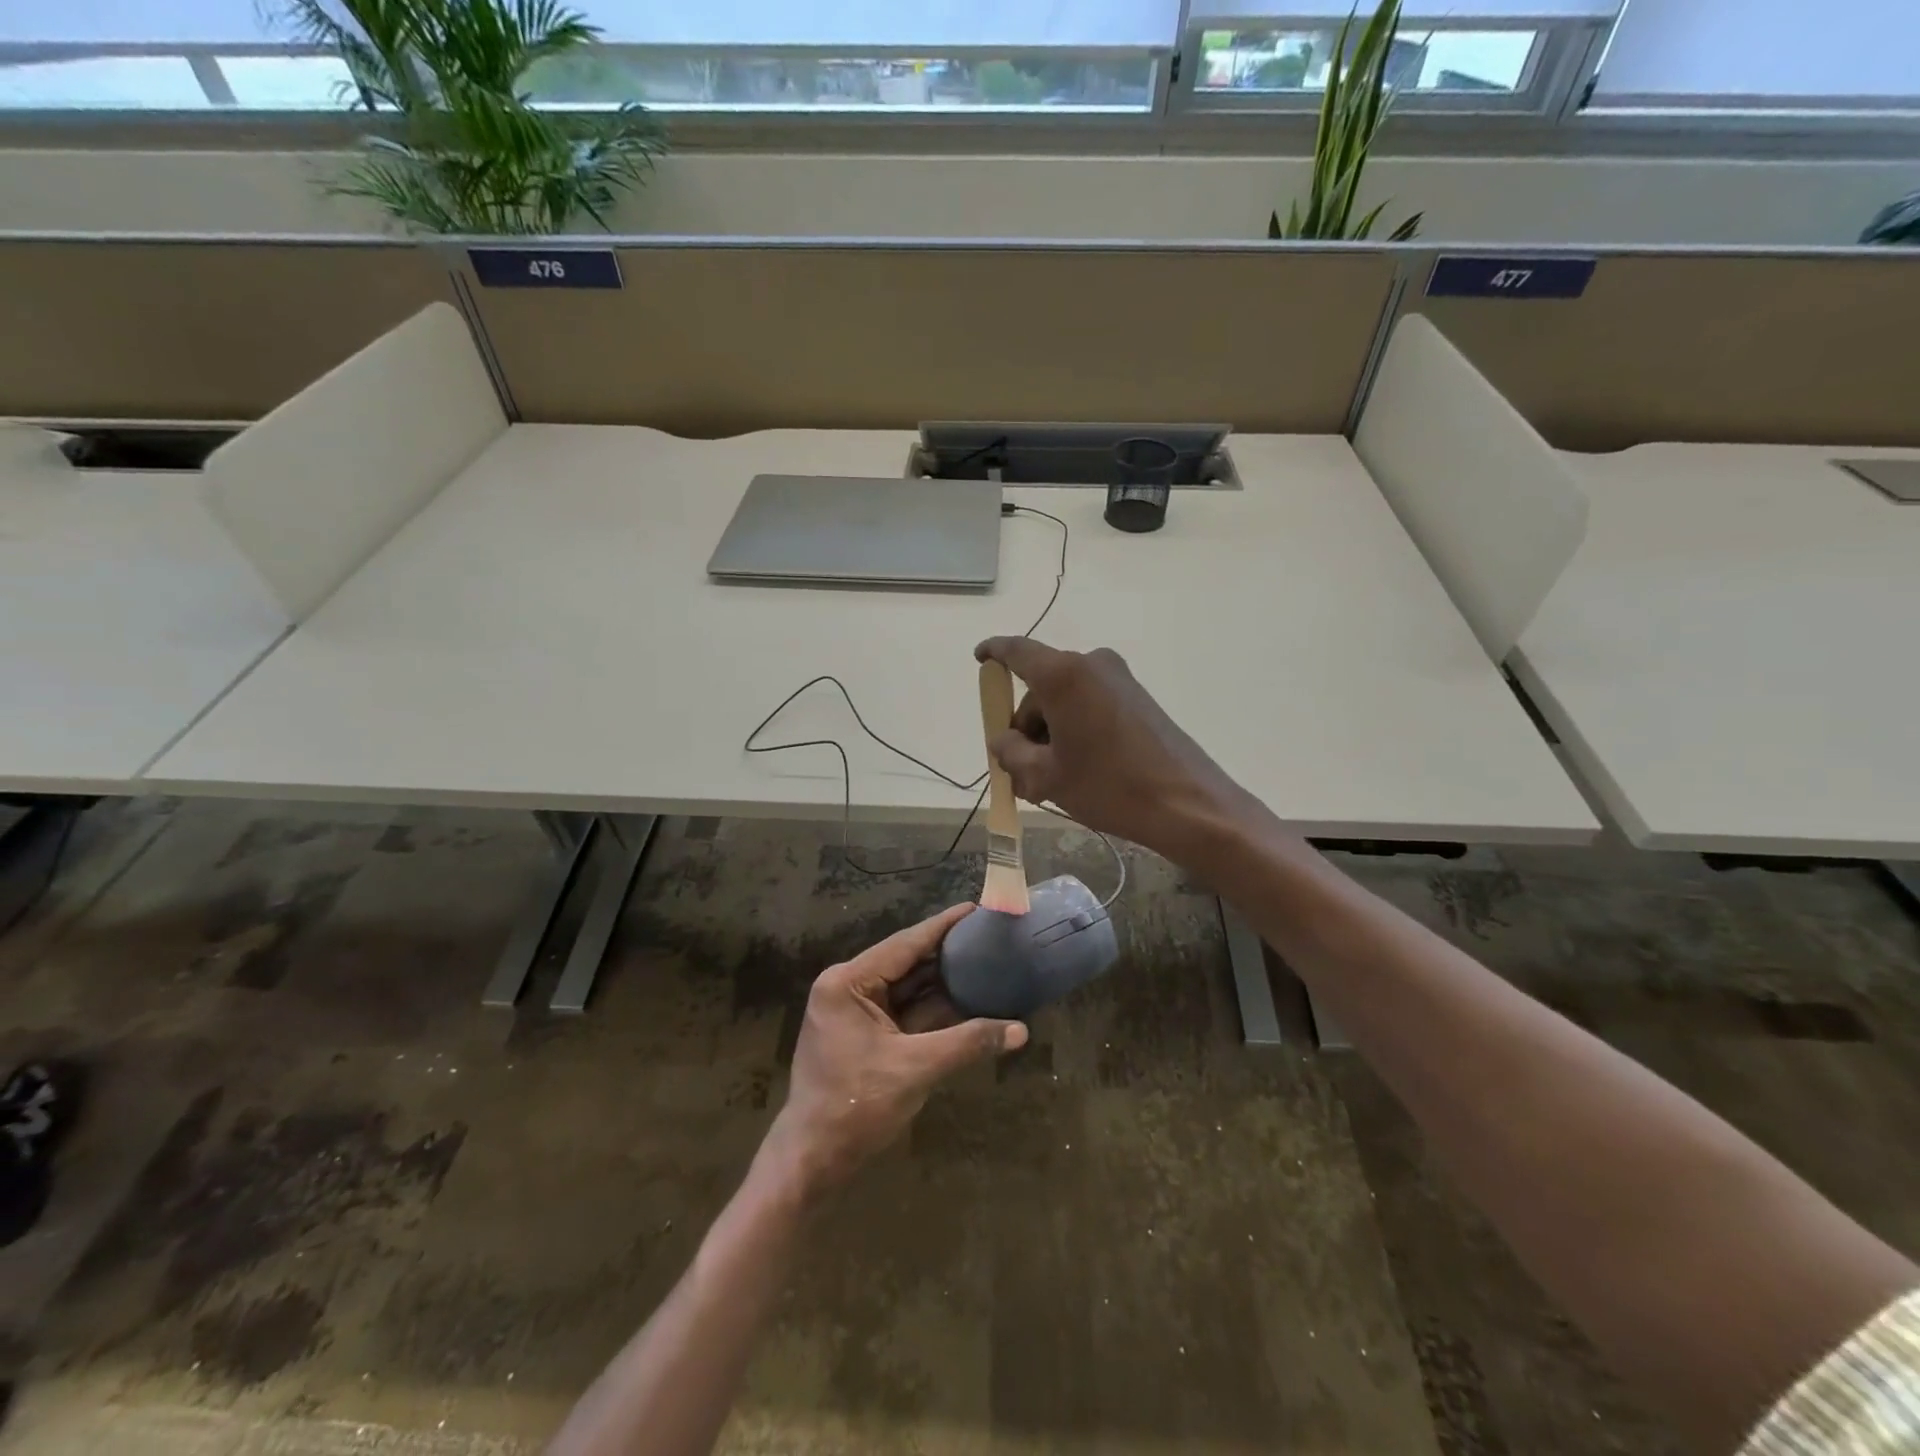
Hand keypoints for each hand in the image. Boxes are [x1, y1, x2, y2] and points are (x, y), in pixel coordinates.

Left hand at [760, 905, 1027, 1197]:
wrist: (813, 1161)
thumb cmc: (855, 1107)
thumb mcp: (916, 1069)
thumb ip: (968, 1043)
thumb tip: (1020, 1030)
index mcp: (848, 982)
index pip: (904, 944)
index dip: (943, 927)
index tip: (974, 908)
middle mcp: (849, 988)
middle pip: (907, 963)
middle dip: (947, 954)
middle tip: (988, 937)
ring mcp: (856, 1013)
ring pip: (908, 989)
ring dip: (943, 983)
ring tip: (986, 962)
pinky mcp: (865, 1035)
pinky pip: (905, 1012)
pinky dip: (934, 1009)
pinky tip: (968, 1000)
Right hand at [974, 636, 1250, 859]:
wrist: (1188, 804)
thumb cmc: (1109, 786)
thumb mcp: (1046, 776)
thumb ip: (1011, 752)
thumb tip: (1002, 740)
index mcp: (1063, 675)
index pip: (1016, 651)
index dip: (993, 653)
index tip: (979, 659)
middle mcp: (1091, 665)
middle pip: (1040, 688)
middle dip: (1025, 726)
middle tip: (1019, 772)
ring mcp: (1118, 680)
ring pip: (1064, 700)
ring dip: (1049, 734)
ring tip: (1050, 782)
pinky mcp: (1136, 698)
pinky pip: (1089, 706)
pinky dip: (1074, 731)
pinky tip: (1077, 770)